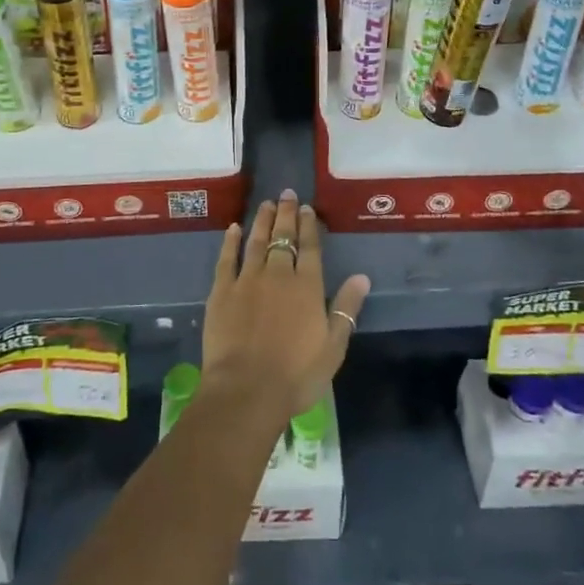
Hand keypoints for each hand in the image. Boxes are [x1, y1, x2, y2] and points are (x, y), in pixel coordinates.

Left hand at [202, 191, 369, 424]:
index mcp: (307, 287)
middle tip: (287, 194)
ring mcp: (247, 280)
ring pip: (256, 242)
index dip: (309, 226)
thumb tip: (361, 276)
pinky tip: (233, 229)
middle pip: (283, 238)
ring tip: (266, 204)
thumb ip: (346, 309)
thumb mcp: (333, 347)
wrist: (247, 390)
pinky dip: (230, 242)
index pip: (310, 248)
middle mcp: (278, 275)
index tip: (307, 208)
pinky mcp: (222, 291)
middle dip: (286, 214)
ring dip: (262, 221)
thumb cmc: (297, 375)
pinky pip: (226, 259)